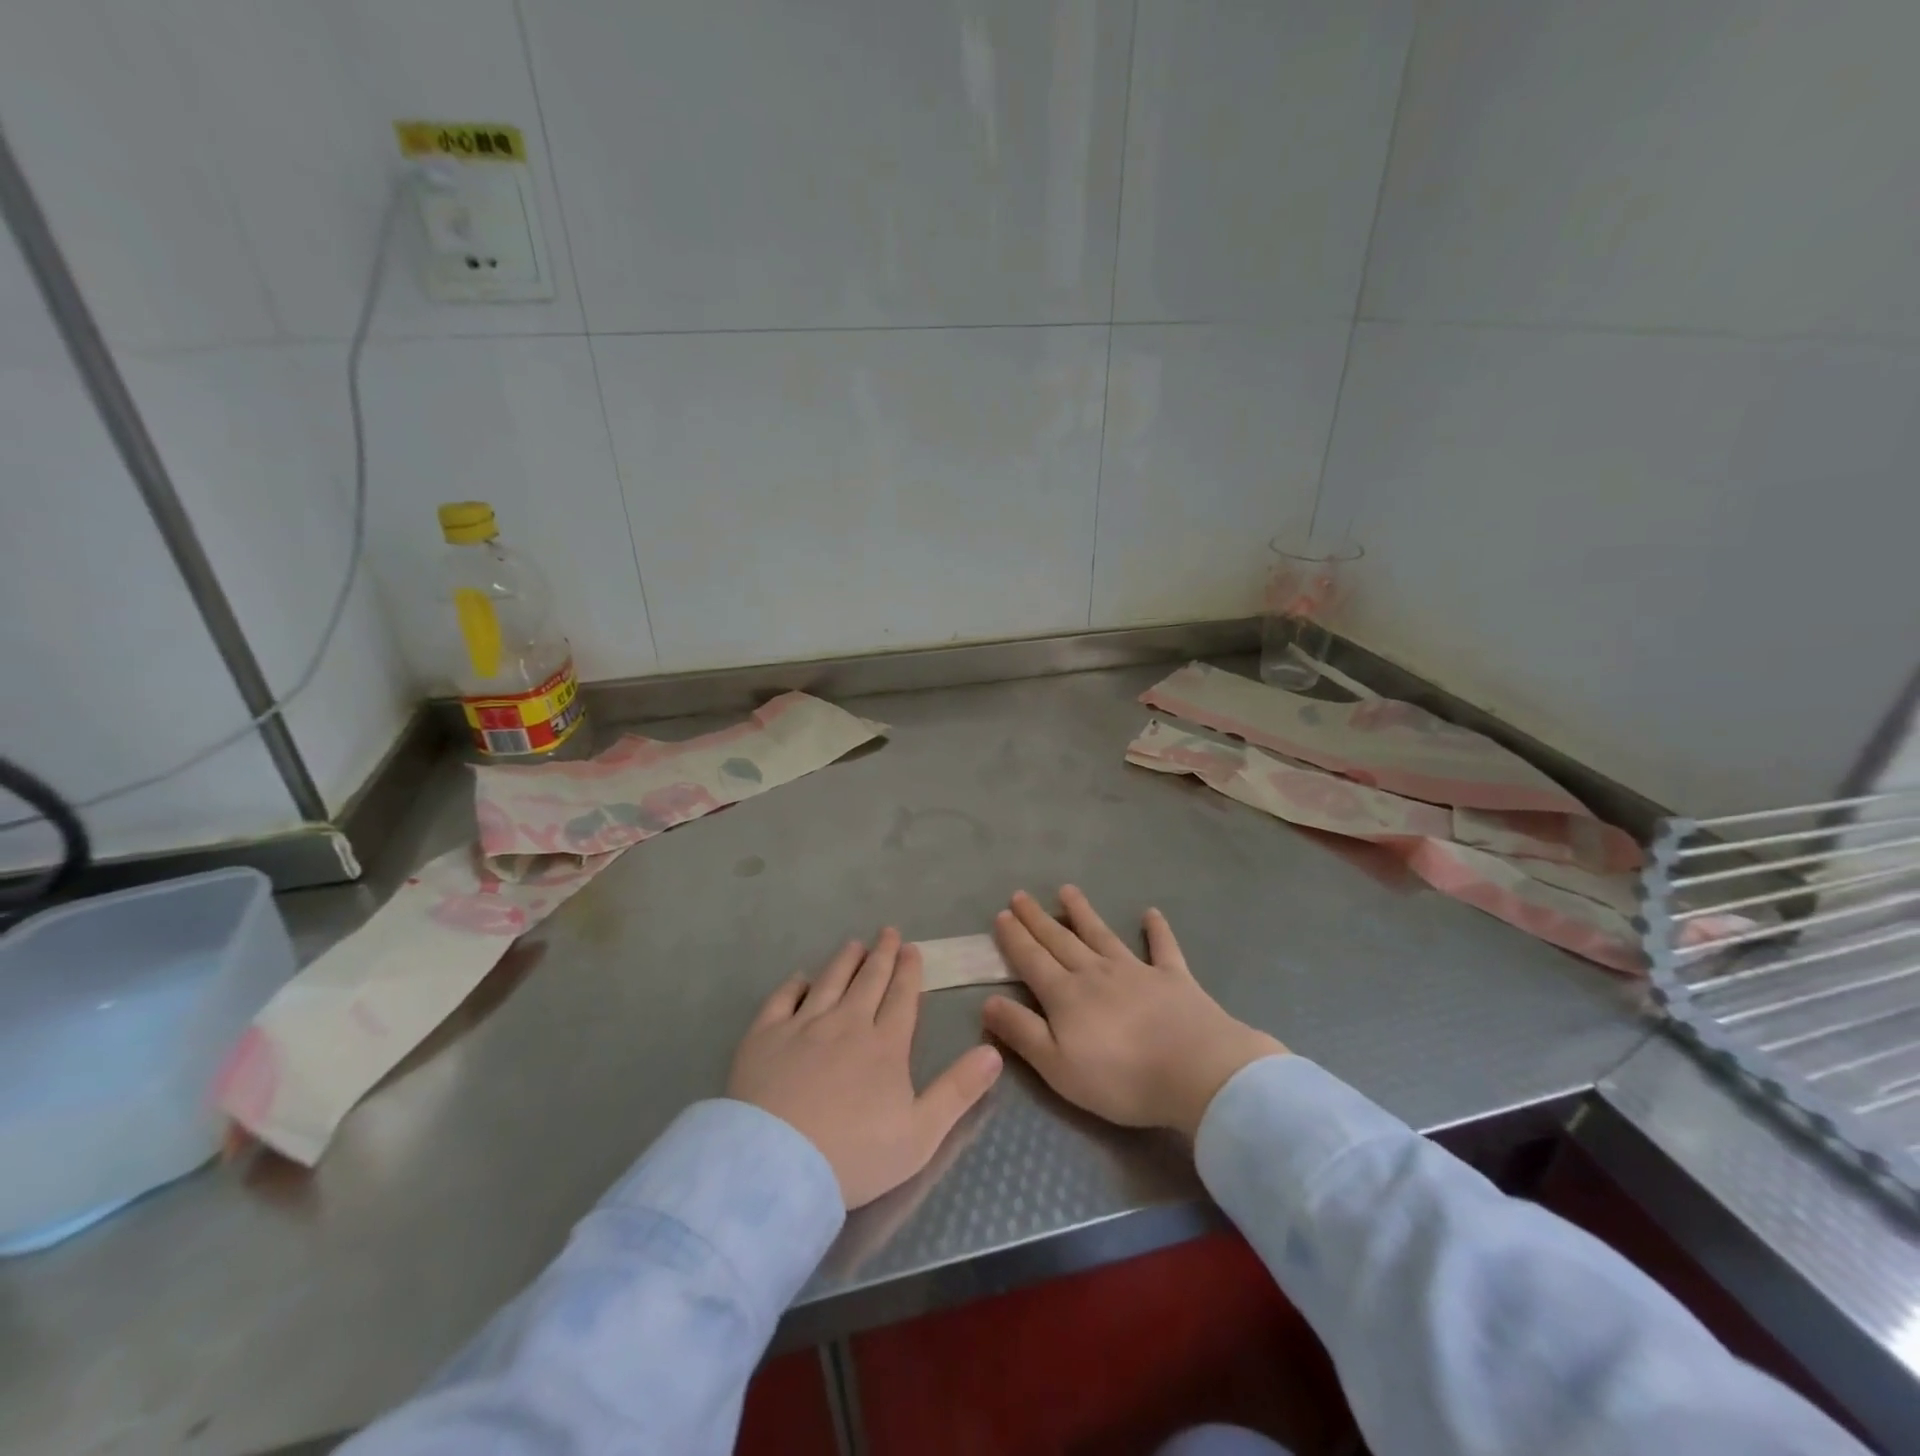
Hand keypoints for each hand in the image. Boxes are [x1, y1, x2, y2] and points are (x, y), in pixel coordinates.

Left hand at [728, 929, 1003, 1208]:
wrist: (777, 1166)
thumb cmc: (854, 1156)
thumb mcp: (921, 1134)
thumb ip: (958, 1090)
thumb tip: (994, 1051)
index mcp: (885, 1045)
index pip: (901, 997)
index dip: (909, 971)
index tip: (911, 949)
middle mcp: (846, 1023)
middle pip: (868, 981)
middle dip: (881, 955)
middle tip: (888, 932)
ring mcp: (803, 1025)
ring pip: (829, 981)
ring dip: (844, 961)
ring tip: (853, 945)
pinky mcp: (765, 1036)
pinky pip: (782, 999)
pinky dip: (794, 984)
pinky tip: (800, 978)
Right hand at [982, 888, 1285, 1139]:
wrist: (1196, 1071)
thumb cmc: (1121, 1078)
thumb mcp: (1058, 1066)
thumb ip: (1022, 1032)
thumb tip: (987, 1001)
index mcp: (1066, 995)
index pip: (1032, 960)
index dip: (1015, 938)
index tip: (1002, 915)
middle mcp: (1096, 972)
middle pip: (1060, 941)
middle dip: (1037, 919)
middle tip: (1021, 895)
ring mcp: (1136, 970)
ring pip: (1101, 935)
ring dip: (1083, 912)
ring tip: (1067, 891)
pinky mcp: (1174, 977)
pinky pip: (1162, 947)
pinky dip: (1157, 930)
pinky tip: (1151, 913)